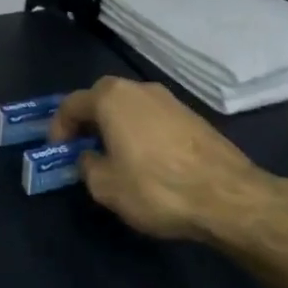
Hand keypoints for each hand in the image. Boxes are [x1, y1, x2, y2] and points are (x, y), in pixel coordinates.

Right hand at [48, 76, 283, 244]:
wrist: (229, 198)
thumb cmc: (156, 188)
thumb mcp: (105, 186)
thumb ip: (87, 166)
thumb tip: (90, 157)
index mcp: (111, 98)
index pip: (71, 103)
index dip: (58, 127)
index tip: (58, 151)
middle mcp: (139, 89)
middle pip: (102, 97)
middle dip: (88, 120)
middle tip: (82, 146)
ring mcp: (170, 100)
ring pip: (129, 106)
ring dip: (115, 124)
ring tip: (113, 154)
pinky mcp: (193, 116)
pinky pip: (152, 117)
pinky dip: (140, 131)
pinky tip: (144, 159)